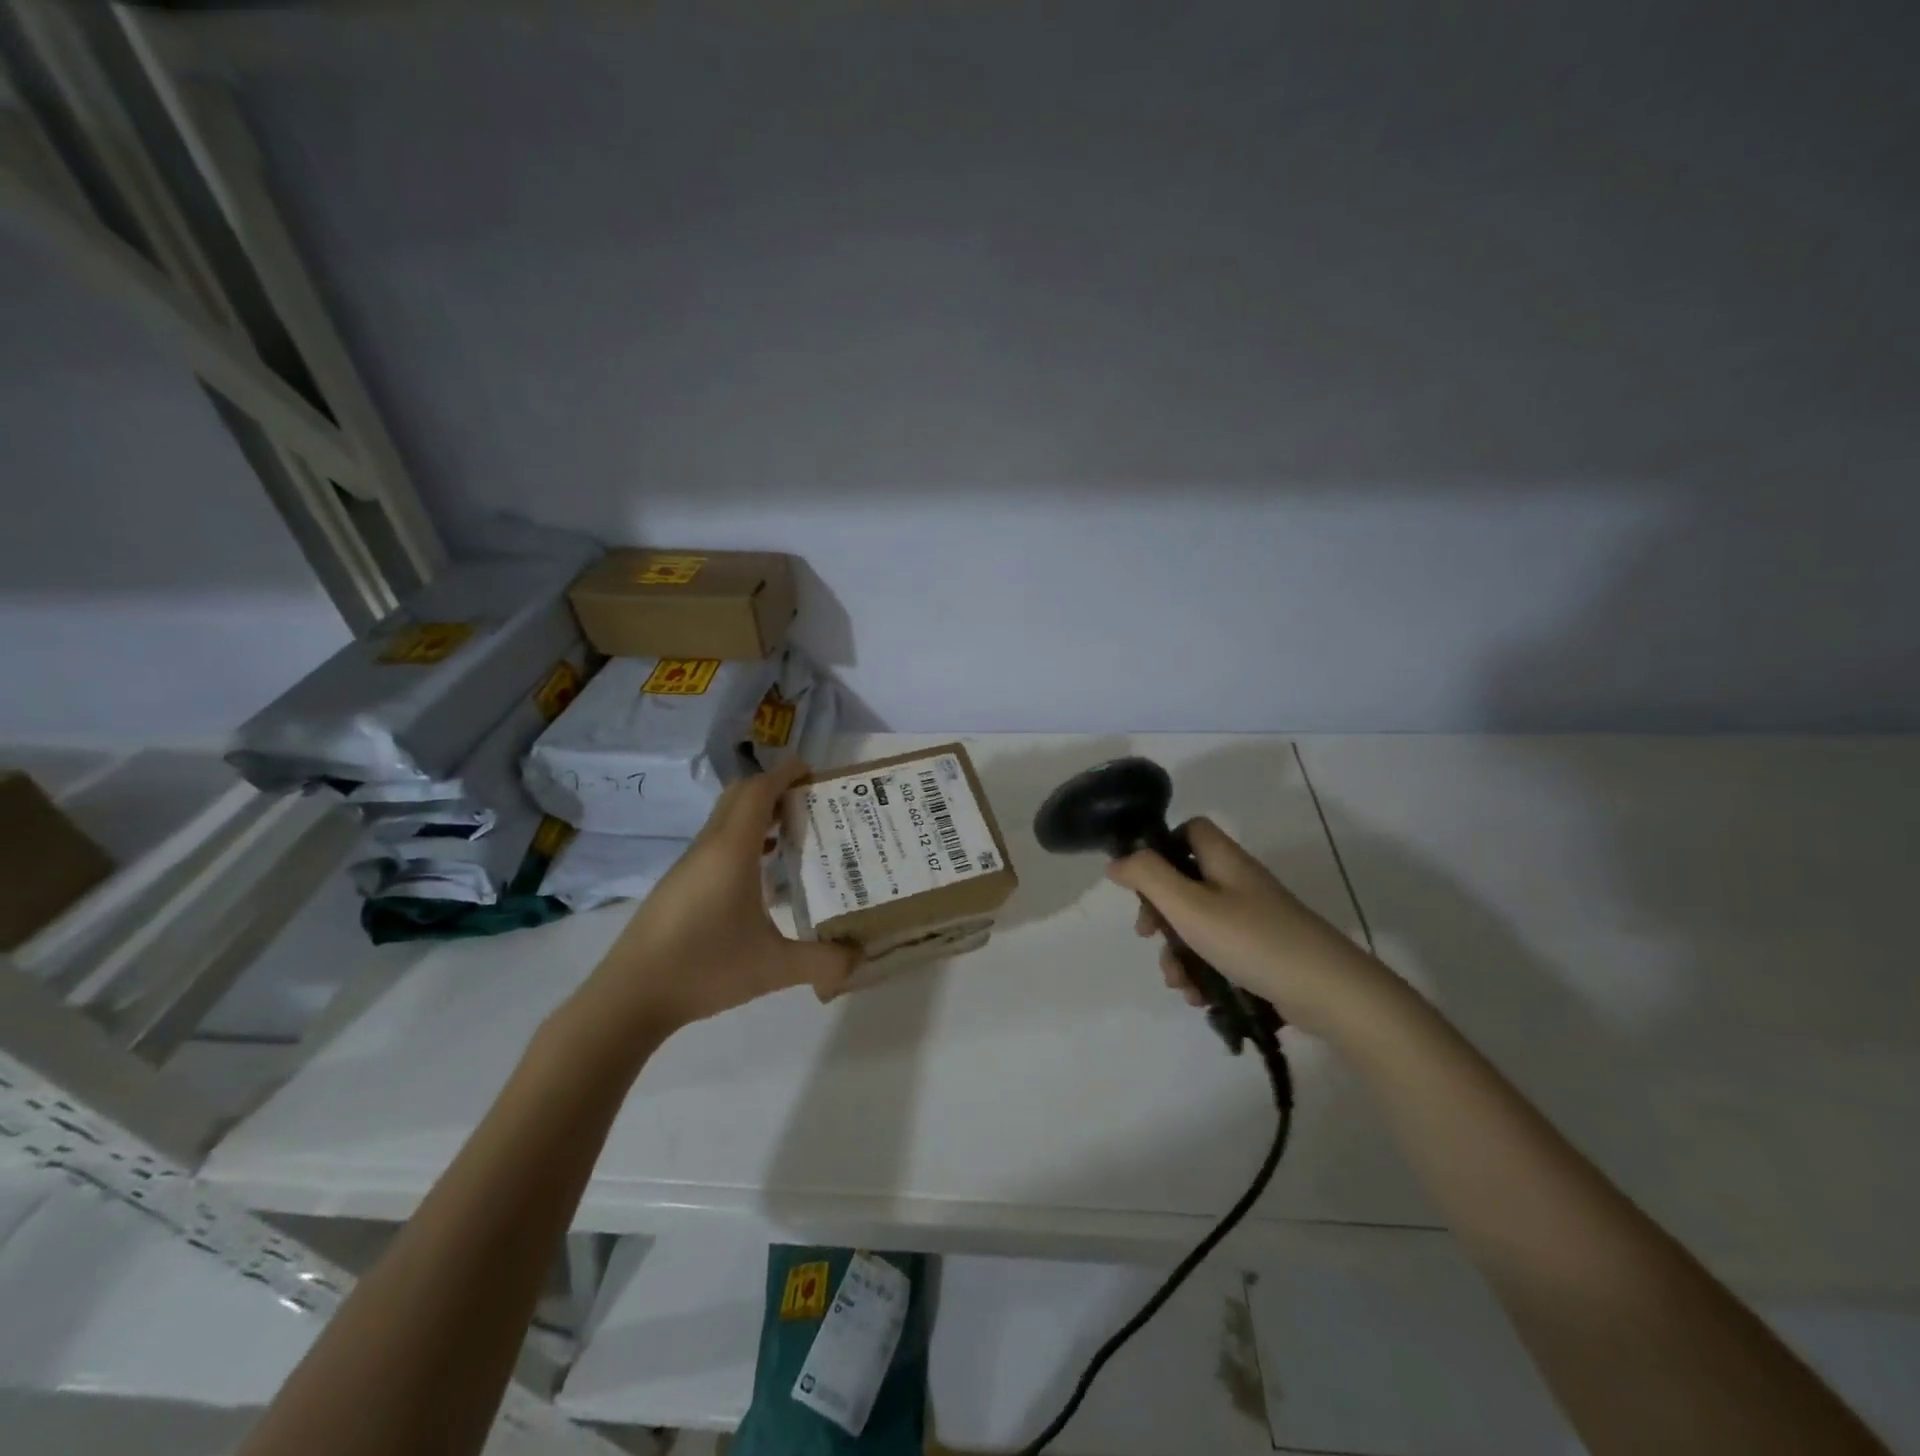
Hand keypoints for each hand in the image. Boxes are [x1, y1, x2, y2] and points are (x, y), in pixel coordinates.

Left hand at [577, 759, 859, 1034]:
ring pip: (726, 820)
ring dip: (758, 815)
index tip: (813, 770)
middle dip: (774, 788)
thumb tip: (860, 956)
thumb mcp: (774, 968)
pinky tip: (762, 872)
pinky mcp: (678, 885)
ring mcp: (689, 866)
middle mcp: (709, 847)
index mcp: (732, 851)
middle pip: (740, 796)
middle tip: (810, 801)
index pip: (759, 791)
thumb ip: (822, 961)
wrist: (630, 997)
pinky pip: (716, 843)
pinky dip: (743, 839)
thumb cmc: (704, 969)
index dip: (785, 774)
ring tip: (794, 832)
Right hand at [1107, 817, 1395, 1036]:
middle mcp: (1240, 884)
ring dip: (1179, 954)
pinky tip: (1201, 999)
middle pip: (1187, 883)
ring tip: (1180, 984)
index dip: (1162, 847)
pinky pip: (1220, 955)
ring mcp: (1255, 920)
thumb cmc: (1253, 940)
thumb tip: (1118, 861)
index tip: (1143, 881)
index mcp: (1225, 862)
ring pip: (1199, 926)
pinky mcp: (1264, 954)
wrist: (1331, 993)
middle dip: (1161, 915)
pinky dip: (1204, 974)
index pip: (1190, 831)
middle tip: (1149, 937)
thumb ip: (1149, 877)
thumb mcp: (1190, 906)